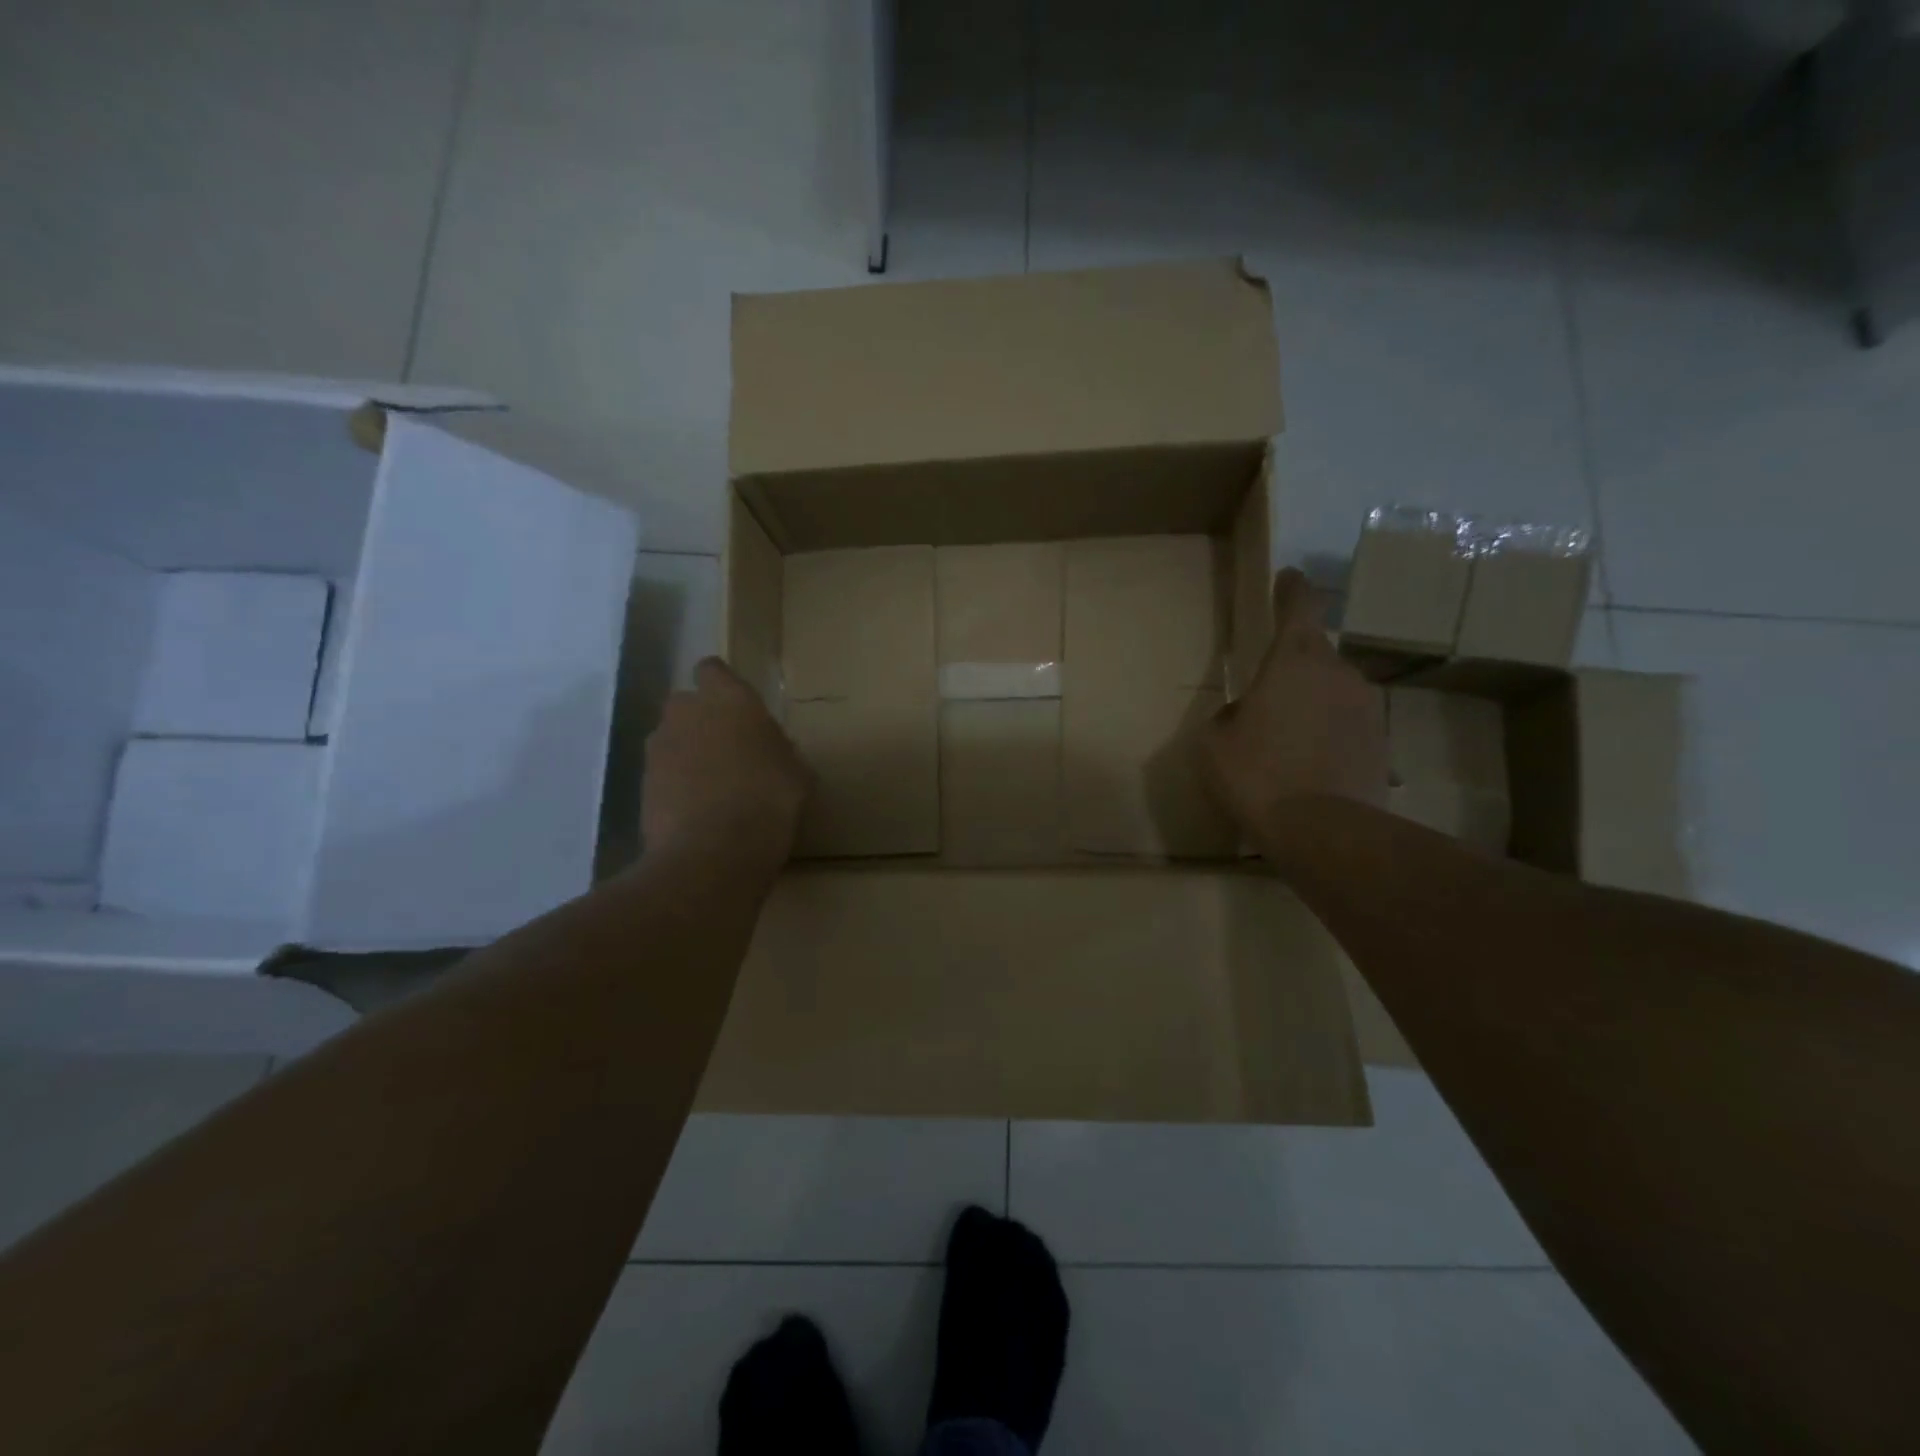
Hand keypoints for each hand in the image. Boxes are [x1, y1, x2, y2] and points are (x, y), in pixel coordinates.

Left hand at [642, 658, 808, 870]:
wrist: (713, 852)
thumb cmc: (769, 800)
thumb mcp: (797, 773)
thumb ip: (779, 749)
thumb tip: (770, 750)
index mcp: (729, 698)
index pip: (713, 669)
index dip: (722, 684)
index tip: (738, 707)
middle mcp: (686, 712)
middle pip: (687, 703)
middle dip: (702, 719)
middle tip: (729, 748)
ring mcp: (658, 748)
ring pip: (671, 738)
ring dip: (687, 753)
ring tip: (713, 785)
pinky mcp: (641, 783)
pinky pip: (662, 773)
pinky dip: (675, 784)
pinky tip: (697, 810)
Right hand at [1201, 568, 1387, 835]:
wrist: (1324, 831)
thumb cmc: (1257, 775)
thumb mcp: (1214, 743)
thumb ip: (1228, 716)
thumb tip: (1243, 716)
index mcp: (1295, 660)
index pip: (1300, 605)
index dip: (1292, 589)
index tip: (1288, 578)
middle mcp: (1339, 673)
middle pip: (1316, 655)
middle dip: (1292, 669)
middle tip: (1265, 700)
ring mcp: (1368, 708)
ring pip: (1333, 692)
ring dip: (1312, 706)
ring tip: (1286, 743)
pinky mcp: (1383, 743)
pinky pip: (1347, 727)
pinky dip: (1329, 737)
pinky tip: (1308, 769)